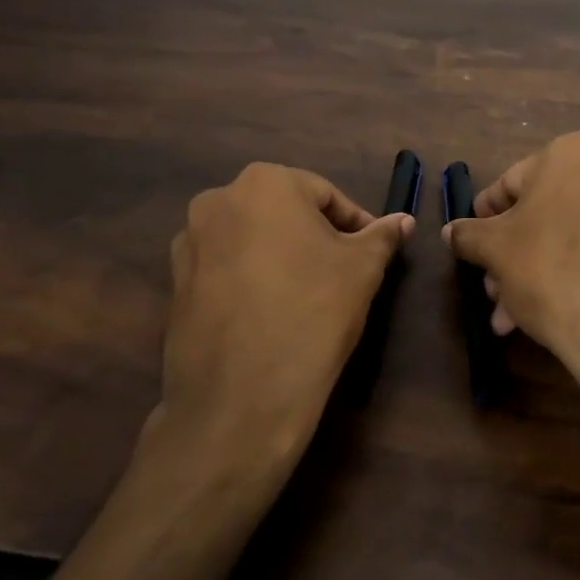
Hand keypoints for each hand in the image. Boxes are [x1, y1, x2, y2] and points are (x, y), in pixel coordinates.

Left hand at [150, 163, 413, 476]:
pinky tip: (270, 315)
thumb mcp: (363, 269)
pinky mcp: (175, 285)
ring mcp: (188, 243)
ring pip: (252, 240)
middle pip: (284, 212)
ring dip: (281, 257)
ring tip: (307, 296)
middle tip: (343, 275)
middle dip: (316, 238)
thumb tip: (404, 220)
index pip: (325, 195)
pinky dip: (250, 281)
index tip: (372, 255)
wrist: (241, 397)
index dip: (356, 224)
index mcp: (264, 182)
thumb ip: (383, 236)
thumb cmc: (313, 312)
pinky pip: (226, 270)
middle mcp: (217, 200)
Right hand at [442, 132, 579, 425]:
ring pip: (560, 237)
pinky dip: (561, 276)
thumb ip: (468, 234)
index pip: (509, 183)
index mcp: (570, 153)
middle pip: (537, 213)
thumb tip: (450, 232)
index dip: (483, 217)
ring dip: (527, 273)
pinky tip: (534, 317)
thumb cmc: (548, 267)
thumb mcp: (494, 249)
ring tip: (506, 316)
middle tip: (489, 289)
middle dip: (507, 254)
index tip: (469, 245)